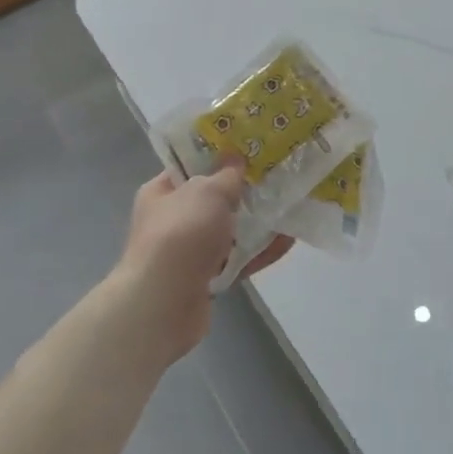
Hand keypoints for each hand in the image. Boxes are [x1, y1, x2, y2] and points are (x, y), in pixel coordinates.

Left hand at [109, 162, 293, 363]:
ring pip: (229, 231)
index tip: (250, 150)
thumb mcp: (207, 191)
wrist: (163, 303)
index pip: (191, 167)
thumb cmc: (181, 233)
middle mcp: (172, 220)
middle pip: (214, 200)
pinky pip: (237, 260)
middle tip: (278, 178)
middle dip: (244, 192)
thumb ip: (227, 174)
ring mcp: (188, 252)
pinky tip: (287, 242)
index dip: (219, 157)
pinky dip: (259, 252)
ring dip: (257, 224)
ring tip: (290, 209)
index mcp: (162, 192)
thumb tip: (234, 159)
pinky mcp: (205, 279)